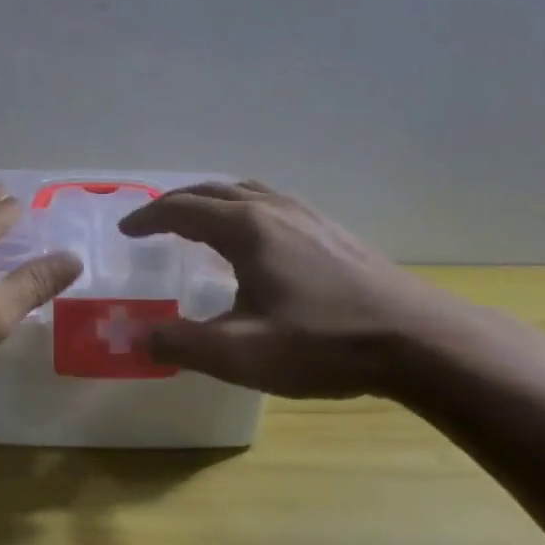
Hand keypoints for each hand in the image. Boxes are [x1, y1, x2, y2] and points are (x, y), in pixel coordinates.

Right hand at [119, 181, 464, 398]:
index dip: (148, 218)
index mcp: (246, 229)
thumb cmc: (323, 343)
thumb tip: (135, 336)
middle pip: (212, 190)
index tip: (126, 230)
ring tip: (198, 222)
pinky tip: (256, 240)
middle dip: (175, 203)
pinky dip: (243, 208)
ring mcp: (308, 215)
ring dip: (212, 200)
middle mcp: (273, 209)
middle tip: (152, 223)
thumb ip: (181, 344)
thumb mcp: (242, 354)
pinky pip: (272, 203)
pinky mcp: (332, 230)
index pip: (182, 209)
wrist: (417, 340)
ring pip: (246, 191)